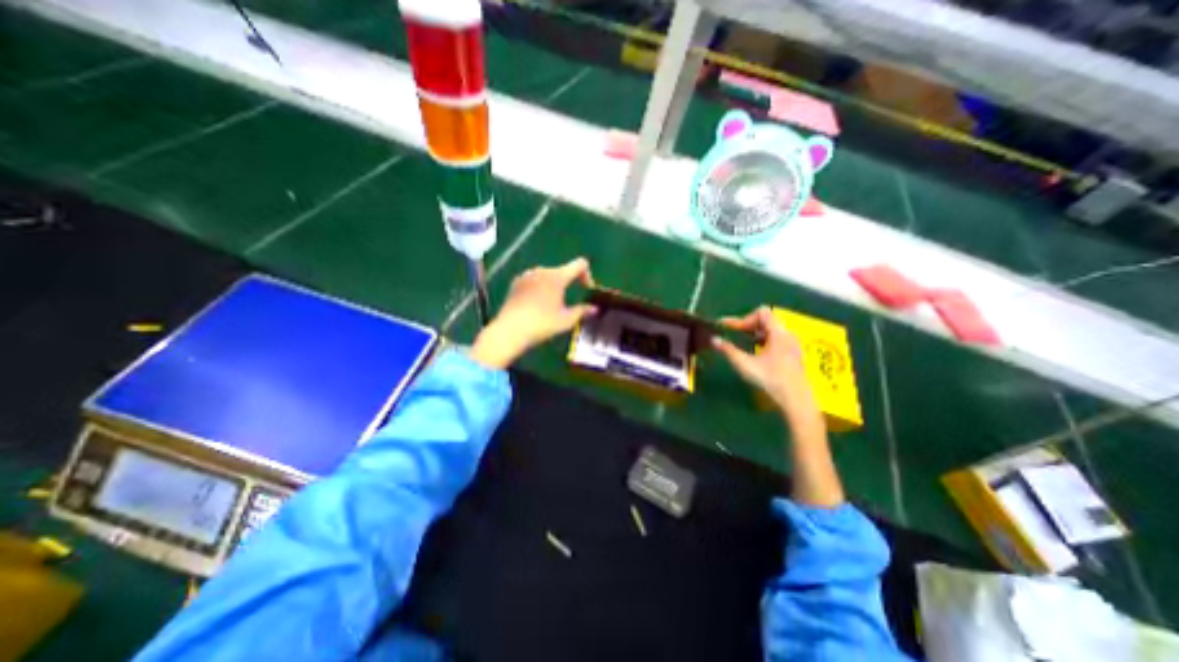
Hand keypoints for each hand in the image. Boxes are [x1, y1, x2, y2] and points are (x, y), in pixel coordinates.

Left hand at [471, 259, 600, 369]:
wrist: (510, 330)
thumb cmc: (542, 325)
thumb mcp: (566, 320)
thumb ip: (582, 311)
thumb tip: (594, 309)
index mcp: (558, 276)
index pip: (580, 264)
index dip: (587, 275)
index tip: (586, 289)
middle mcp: (542, 270)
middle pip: (562, 270)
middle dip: (569, 283)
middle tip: (568, 301)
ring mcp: (527, 275)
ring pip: (547, 275)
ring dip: (553, 285)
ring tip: (551, 304)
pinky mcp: (516, 282)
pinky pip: (534, 280)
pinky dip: (539, 287)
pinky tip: (535, 304)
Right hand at [708, 308, 820, 425]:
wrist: (796, 399)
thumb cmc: (770, 380)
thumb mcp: (745, 364)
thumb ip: (728, 350)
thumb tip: (713, 339)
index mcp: (779, 333)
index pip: (761, 313)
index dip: (743, 318)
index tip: (729, 328)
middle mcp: (788, 335)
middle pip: (766, 320)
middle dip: (747, 324)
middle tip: (733, 332)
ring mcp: (792, 344)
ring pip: (771, 329)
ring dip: (755, 332)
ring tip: (742, 340)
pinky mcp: (793, 353)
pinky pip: (776, 338)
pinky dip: (763, 339)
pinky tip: (755, 350)